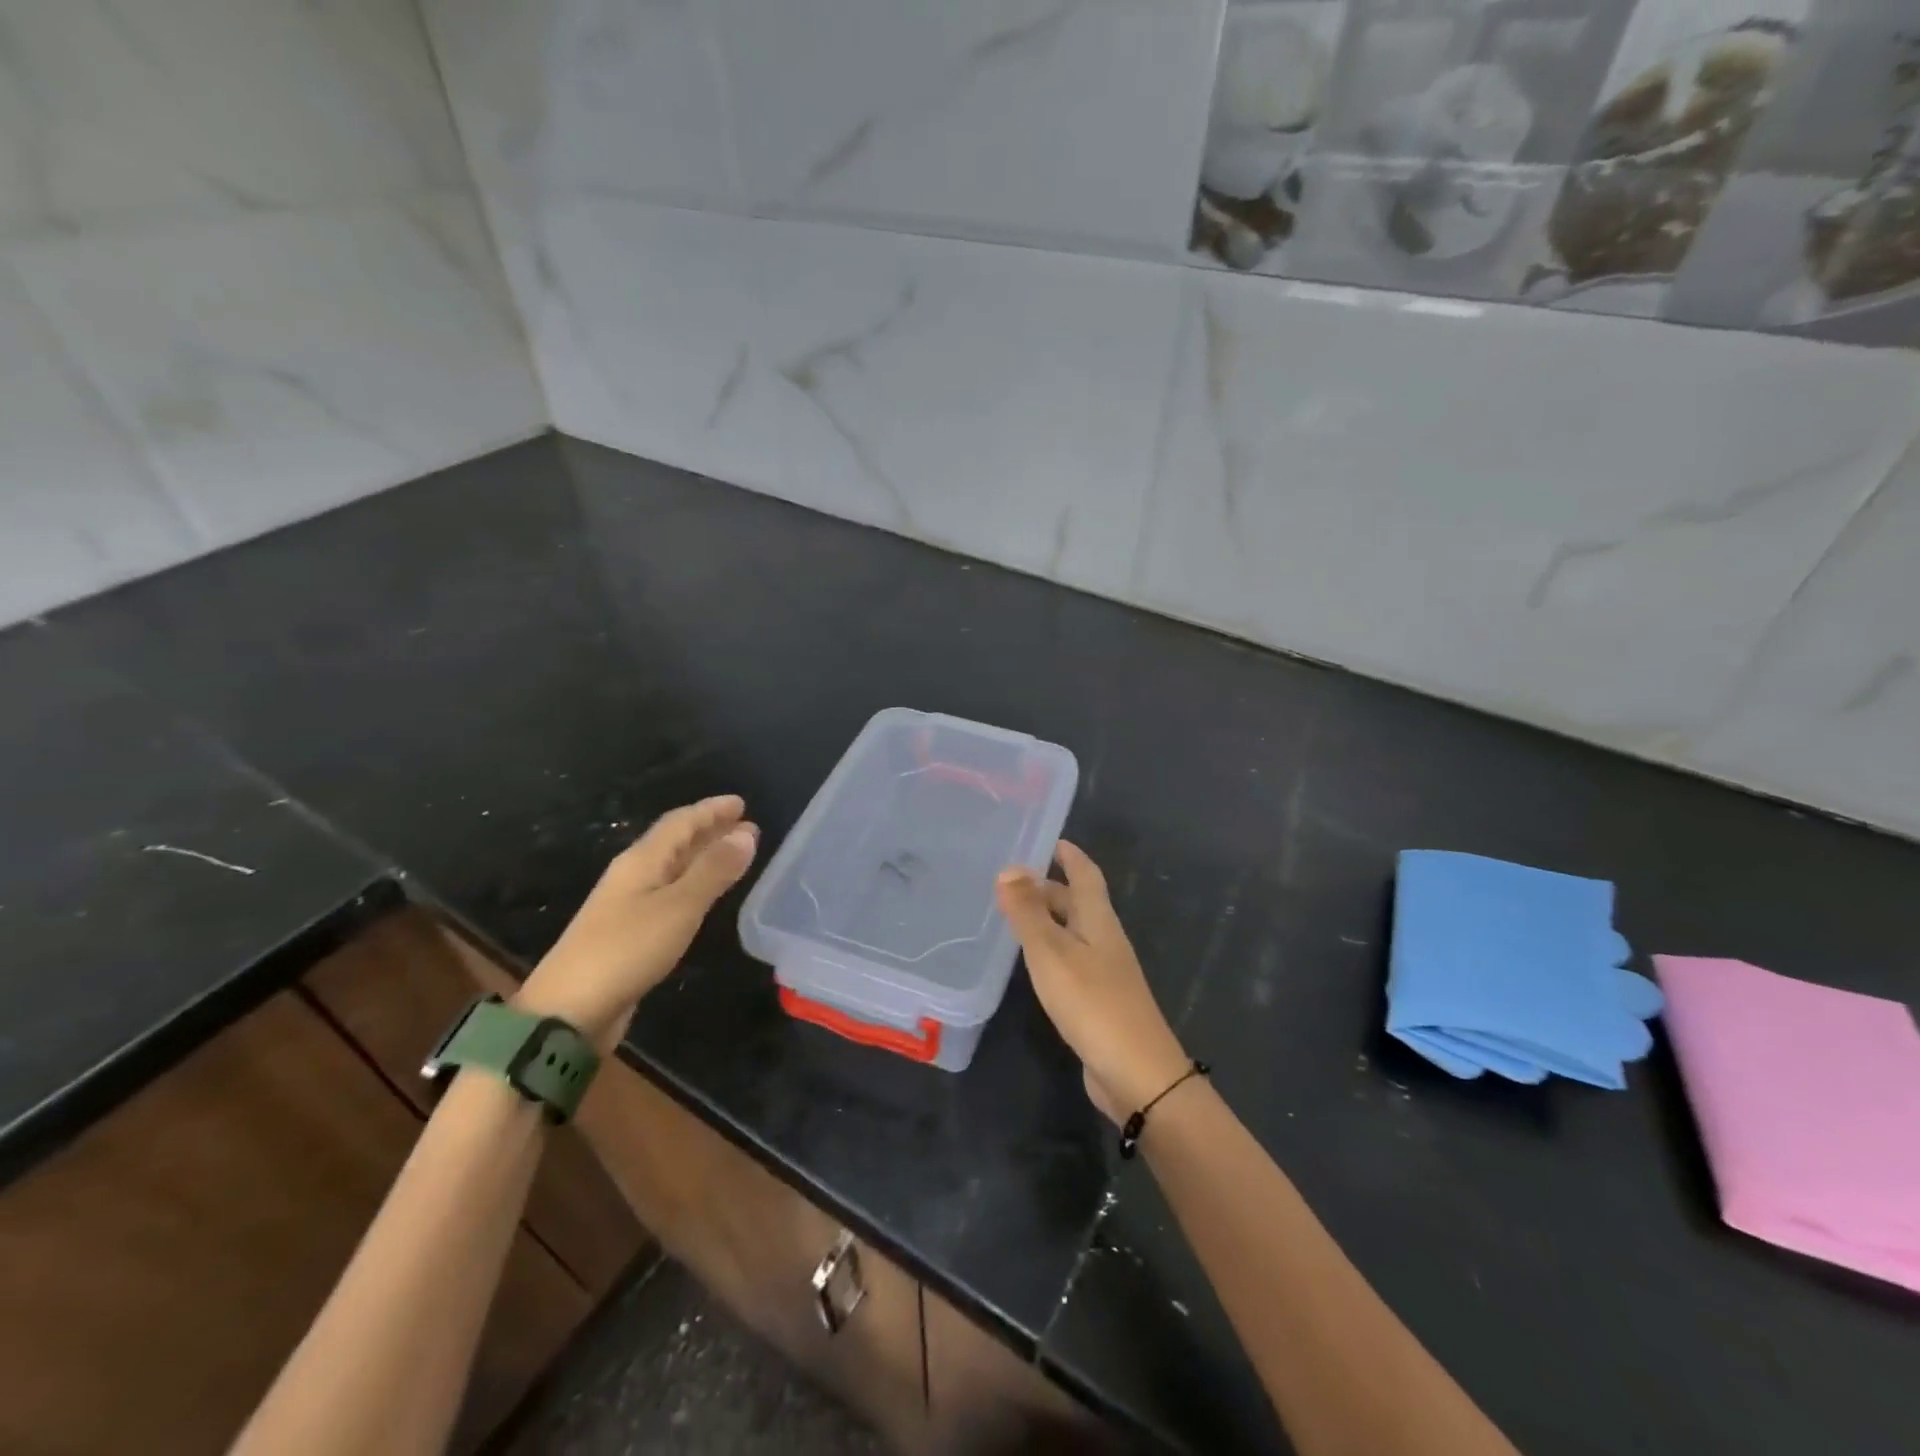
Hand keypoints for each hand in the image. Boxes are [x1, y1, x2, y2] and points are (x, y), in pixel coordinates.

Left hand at [515, 795, 757, 1053]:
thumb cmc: (627, 949)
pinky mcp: (631, 933)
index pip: (680, 822)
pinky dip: (695, 884)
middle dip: (711, 831)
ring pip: (674, 868)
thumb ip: (714, 870)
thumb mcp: (679, 906)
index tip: (741, 803)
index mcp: (642, 860)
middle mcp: (634, 875)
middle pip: (675, 842)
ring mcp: (629, 905)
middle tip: (747, 827)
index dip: (711, 810)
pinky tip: (705, 894)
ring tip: (735, 855)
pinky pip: (671, 893)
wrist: (569, 1010)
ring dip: (704, 857)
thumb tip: (747, 834)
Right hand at [996, 840, 1189, 1123]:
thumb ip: (1028, 912)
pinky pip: (1072, 961)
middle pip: (1079, 904)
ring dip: (1049, 920)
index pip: (1086, 875)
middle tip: (1013, 882)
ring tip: (1015, 917)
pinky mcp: (1099, 1001)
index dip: (1071, 856)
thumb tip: (1009, 867)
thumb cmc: (1092, 1002)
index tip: (1051, 840)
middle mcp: (1105, 940)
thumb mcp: (1051, 952)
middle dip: (1050, 888)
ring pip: (1074, 933)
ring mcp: (1105, 972)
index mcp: (1099, 920)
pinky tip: (1034, 964)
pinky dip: (1051, 951)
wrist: (1136, 1073)